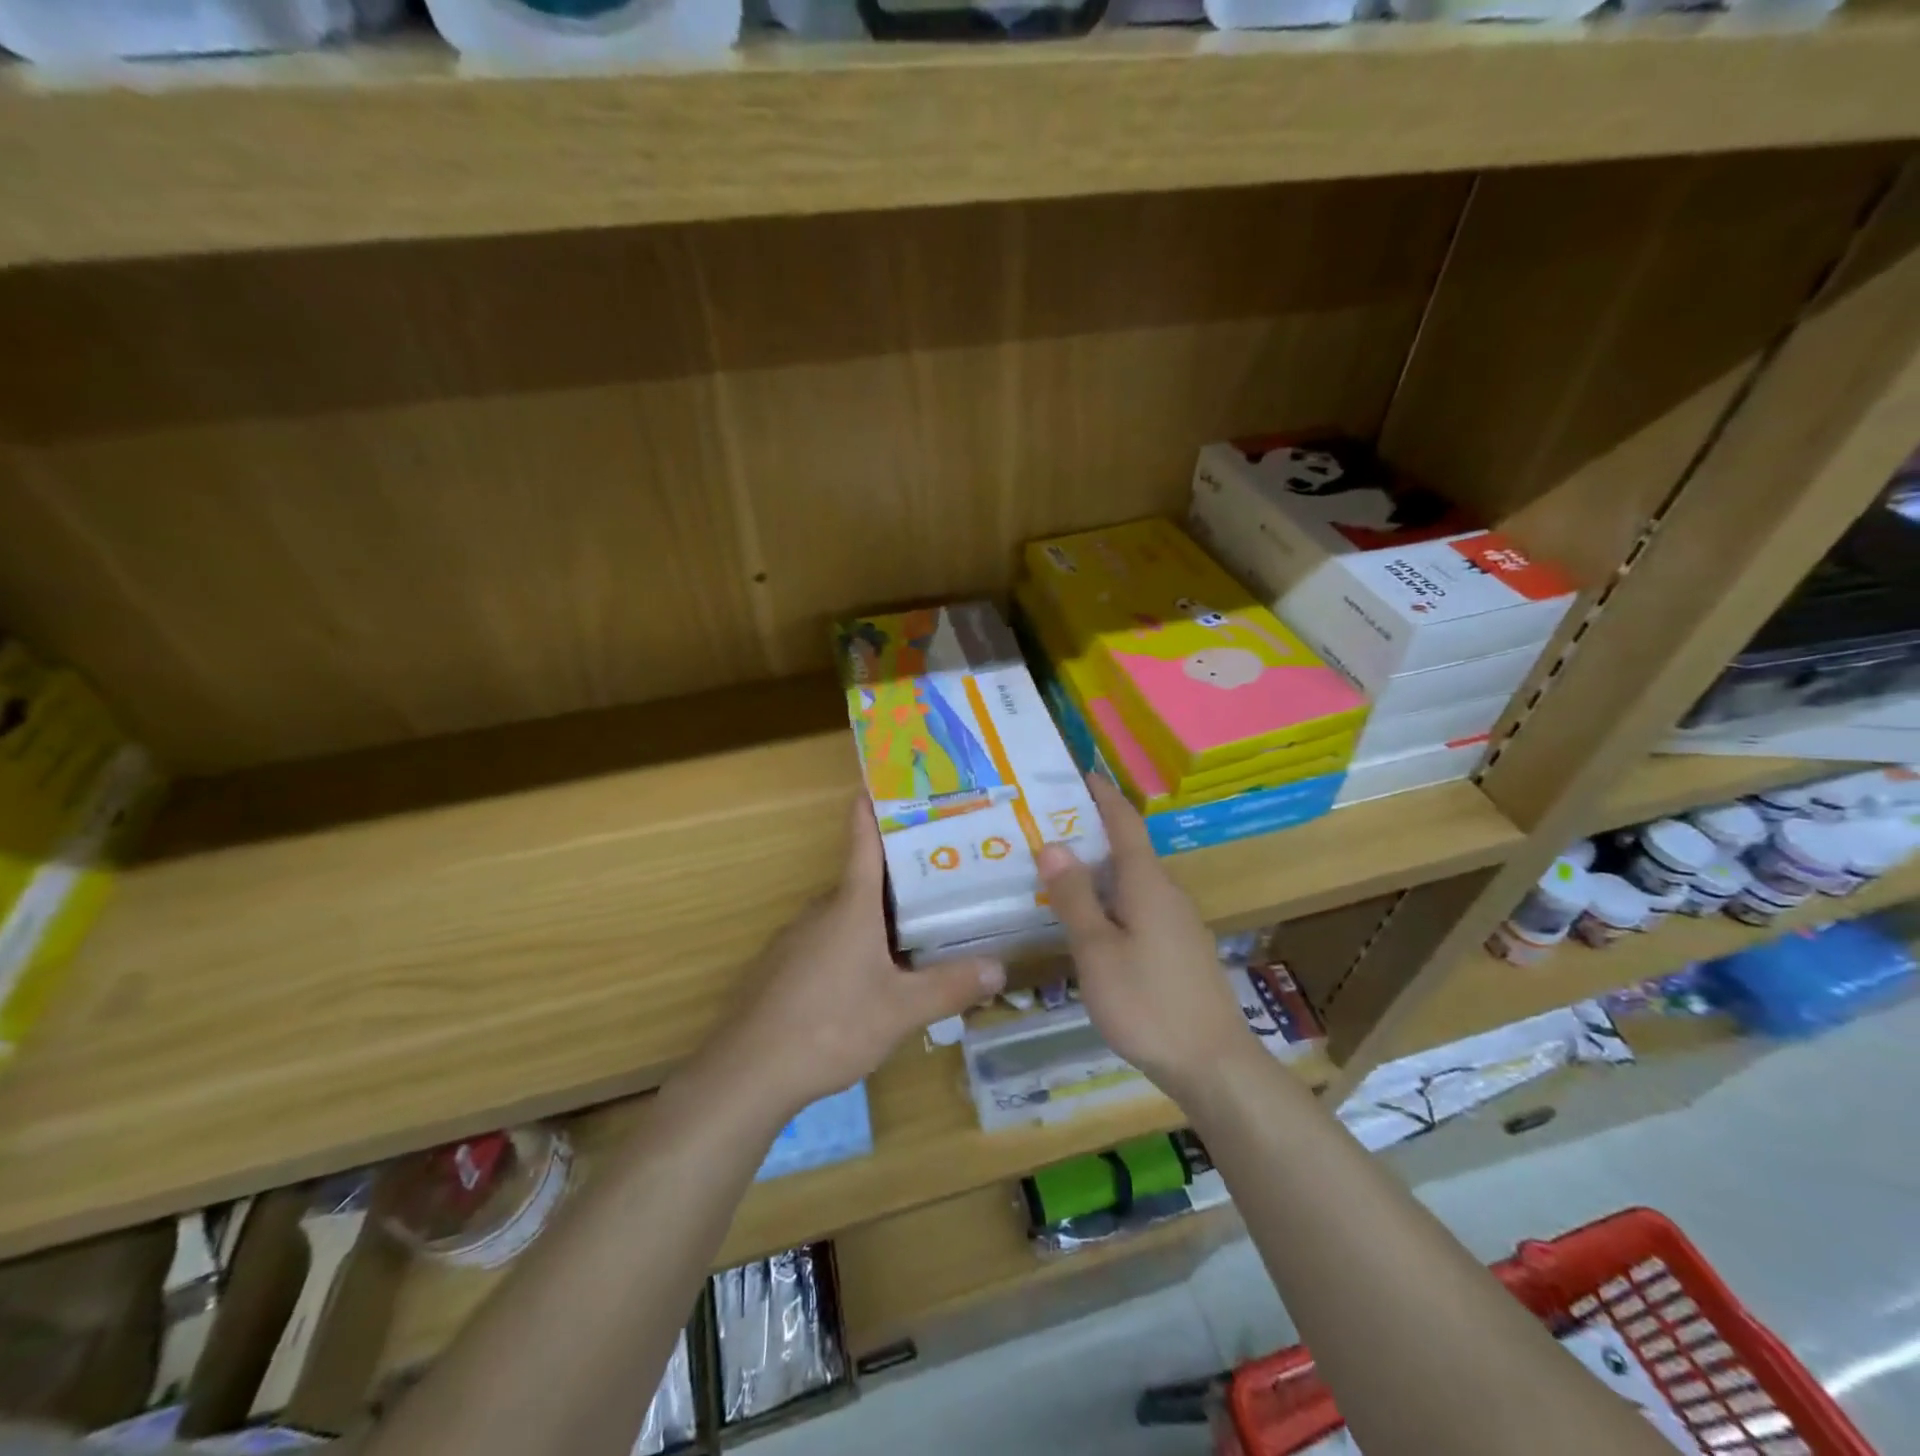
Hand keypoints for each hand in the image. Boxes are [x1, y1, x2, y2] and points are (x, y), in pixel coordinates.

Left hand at [718, 799, 1005, 1117]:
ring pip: (846, 915)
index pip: (863, 841)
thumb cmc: (830, 1025)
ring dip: (877, 916)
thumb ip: (950, 987)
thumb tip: (999, 969)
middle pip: (863, 881)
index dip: (872, 809)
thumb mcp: (901, 1010)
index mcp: (851, 906)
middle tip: (942, 874)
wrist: (748, 1072)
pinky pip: (828, 942)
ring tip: (918, 928)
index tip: (883, 781)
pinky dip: (853, 944)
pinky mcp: (782, 968)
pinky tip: (871, 978)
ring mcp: (796, 939)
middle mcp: (821, 911)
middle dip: (899, 875)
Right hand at [1036, 775, 1251, 1101]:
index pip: (1124, 823)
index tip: (1079, 773)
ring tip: (1059, 871)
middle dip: (1091, 832)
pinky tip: (1090, 920)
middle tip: (1047, 827)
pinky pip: (1139, 907)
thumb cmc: (1148, 1003)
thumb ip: (1076, 897)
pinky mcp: (1179, 950)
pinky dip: (1111, 899)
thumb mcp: (1097, 951)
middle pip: (1128, 850)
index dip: (1102, 795)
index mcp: (1147, 884)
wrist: (1213, 1065)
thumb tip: (1054, 845)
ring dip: (1099, 870)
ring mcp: (1177, 923)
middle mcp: (1167, 894)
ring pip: (1132, 882)